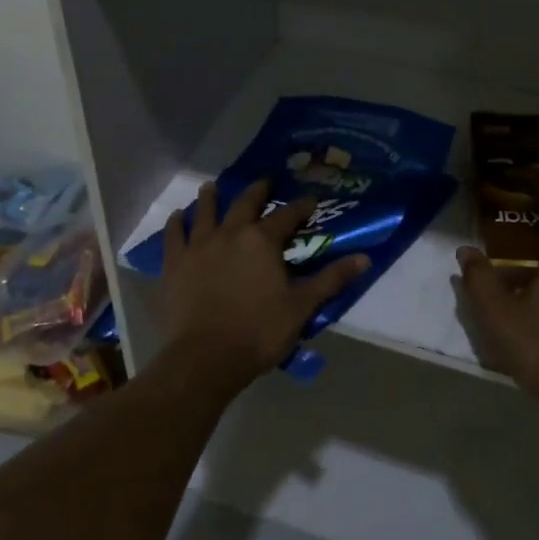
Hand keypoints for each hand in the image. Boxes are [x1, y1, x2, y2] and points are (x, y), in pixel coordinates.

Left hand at [158, 179, 369, 391]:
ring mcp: (199, 245)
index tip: (311, 200)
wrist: (206, 357)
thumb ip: (331, 279)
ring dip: (211, 197)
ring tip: (212, 186)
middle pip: (245, 202)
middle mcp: (231, 232)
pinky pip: (174, 234)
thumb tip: (364, 258)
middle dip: (258, 190)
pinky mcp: (175, 263)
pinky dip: (176, 223)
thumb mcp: (302, 306)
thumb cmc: (259, 331)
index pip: (287, 215)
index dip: (301, 206)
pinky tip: (177, 216)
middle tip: (265, 181)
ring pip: (205, 211)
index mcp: (263, 240)